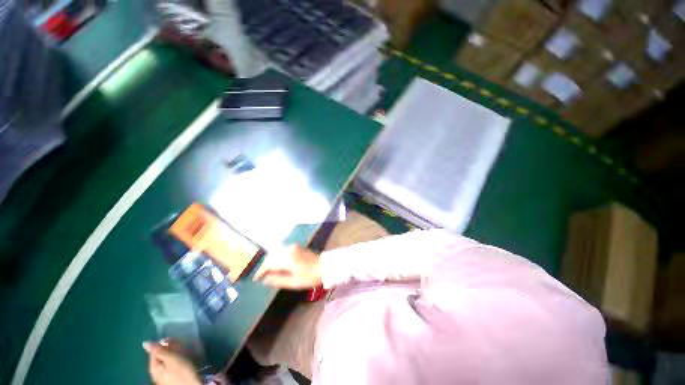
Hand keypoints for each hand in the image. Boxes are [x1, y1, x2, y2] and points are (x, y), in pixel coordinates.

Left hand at [143, 340, 201, 384]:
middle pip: (160, 357)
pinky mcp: (172, 379)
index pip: (154, 351)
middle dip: (170, 349)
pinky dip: (177, 361)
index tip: (174, 339)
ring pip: (166, 361)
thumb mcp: (172, 358)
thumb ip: (159, 350)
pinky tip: (184, 360)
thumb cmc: (182, 371)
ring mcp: (163, 377)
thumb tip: (145, 343)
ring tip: (184, 351)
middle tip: (180, 345)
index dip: (163, 344)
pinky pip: (171, 366)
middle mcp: (156, 373)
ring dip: (174, 354)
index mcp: (153, 368)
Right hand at [253, 245, 322, 289]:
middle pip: (271, 256)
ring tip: (269, 272)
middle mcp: (288, 250)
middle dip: (265, 266)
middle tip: (261, 277)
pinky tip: (278, 265)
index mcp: (287, 258)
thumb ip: (278, 280)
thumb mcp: (294, 282)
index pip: (269, 263)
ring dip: (271, 261)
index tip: (256, 279)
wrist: (324, 266)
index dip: (261, 271)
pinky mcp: (297, 247)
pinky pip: (283, 251)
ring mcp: (293, 247)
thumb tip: (265, 280)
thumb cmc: (310, 277)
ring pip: (276, 253)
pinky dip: (278, 258)